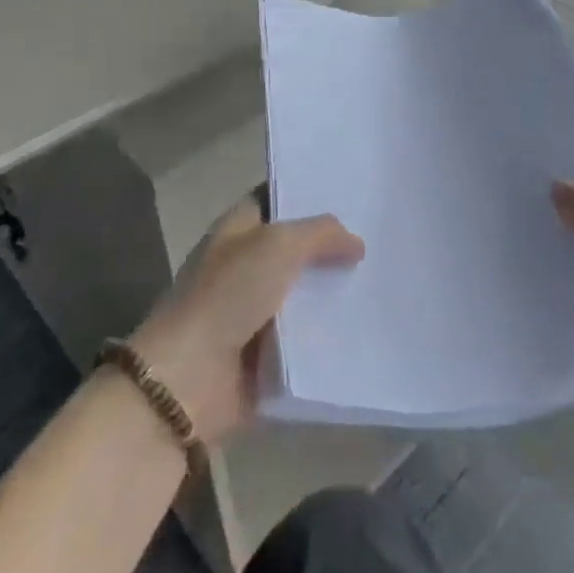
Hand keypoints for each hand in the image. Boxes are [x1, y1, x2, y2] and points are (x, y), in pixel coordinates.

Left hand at [127, 198, 362, 445]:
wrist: (189, 382)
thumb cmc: (227, 296)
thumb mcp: (278, 246)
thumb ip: (321, 234)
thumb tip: (356, 243)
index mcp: (237, 230)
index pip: (274, 199)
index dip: (306, 193)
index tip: (350, 190)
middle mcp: (244, 267)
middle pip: (295, 249)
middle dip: (331, 246)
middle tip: (380, 237)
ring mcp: (254, 314)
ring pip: (305, 295)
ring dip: (335, 293)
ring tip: (384, 281)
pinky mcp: (266, 357)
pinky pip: (306, 341)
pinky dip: (330, 337)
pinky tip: (369, 326)